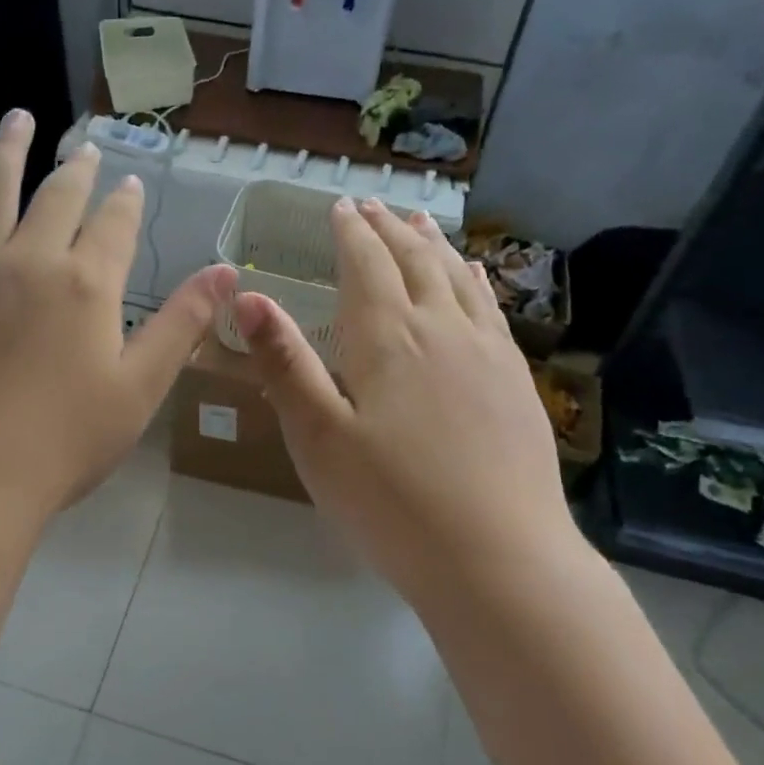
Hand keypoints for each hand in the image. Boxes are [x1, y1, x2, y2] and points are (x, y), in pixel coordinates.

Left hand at [0, 111, 234, 522]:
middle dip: (76, 169)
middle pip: (57, 197)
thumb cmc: (62, 442)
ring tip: (19, 119)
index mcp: (87, 285)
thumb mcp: (140, 389)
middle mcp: (30, 260)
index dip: (126, 203)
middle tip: (85, 148)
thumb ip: (182, 325)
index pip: (114, 227)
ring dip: (8, 149)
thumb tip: (228, 272)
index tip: (131, 185)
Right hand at [235, 198, 576, 616]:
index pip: (367, 265)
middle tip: (372, 205)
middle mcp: (441, 329)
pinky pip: (491, 309)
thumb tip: (248, 298)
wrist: (498, 559)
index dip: (351, 232)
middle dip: (389, 229)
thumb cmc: (392, 503)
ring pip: (457, 278)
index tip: (339, 207)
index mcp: (388, 339)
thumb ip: (285, 365)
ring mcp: (488, 353)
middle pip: (414, 261)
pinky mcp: (516, 382)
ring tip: (417, 223)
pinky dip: (474, 281)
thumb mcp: (319, 439)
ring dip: (432, 245)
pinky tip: (472, 276)